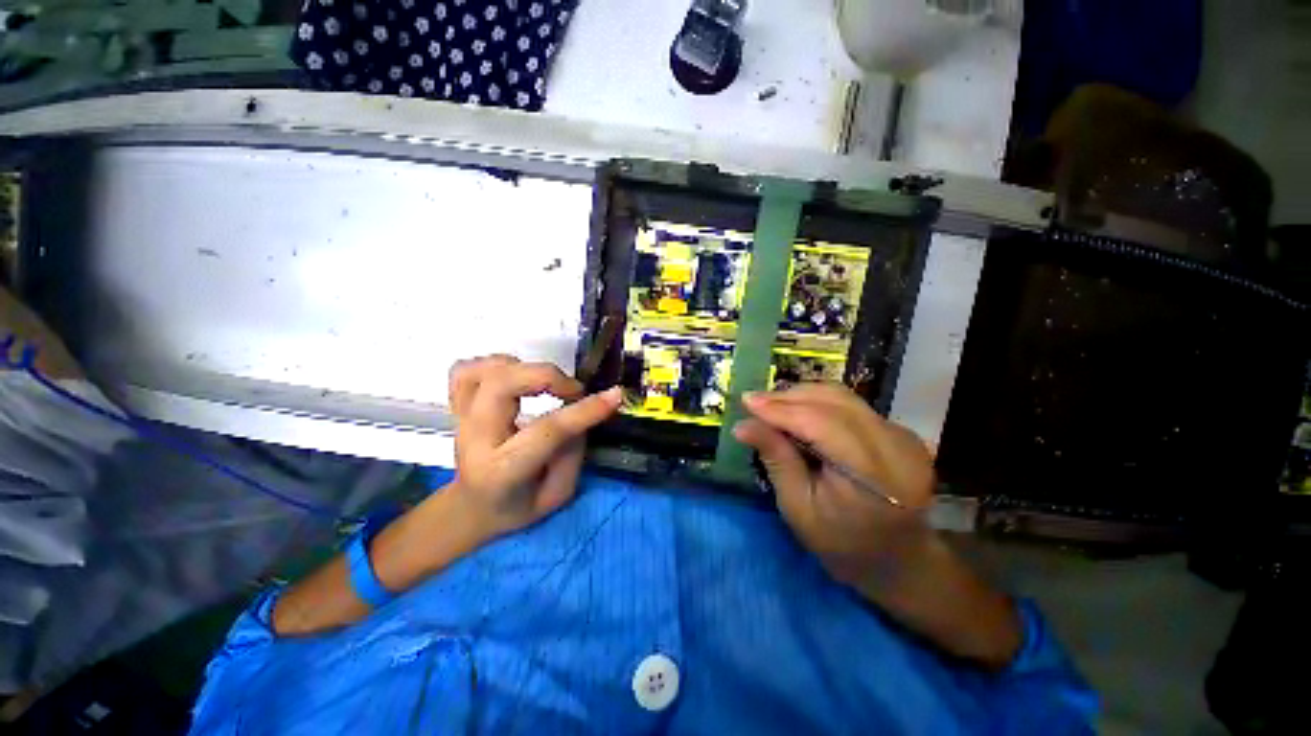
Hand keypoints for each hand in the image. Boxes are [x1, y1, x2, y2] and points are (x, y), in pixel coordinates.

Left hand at [448, 355, 620, 537]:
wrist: (471, 508)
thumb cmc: (518, 505)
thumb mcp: (557, 494)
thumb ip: (573, 453)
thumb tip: (581, 411)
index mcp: (503, 470)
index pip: (546, 431)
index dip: (584, 410)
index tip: (614, 395)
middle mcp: (475, 439)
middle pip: (502, 386)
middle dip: (547, 376)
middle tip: (573, 391)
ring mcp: (461, 418)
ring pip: (483, 371)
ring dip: (522, 367)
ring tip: (545, 384)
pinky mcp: (458, 406)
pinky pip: (465, 370)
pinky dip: (494, 364)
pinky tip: (515, 376)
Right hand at [733, 384, 936, 586]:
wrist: (898, 560)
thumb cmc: (842, 543)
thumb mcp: (799, 508)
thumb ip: (776, 459)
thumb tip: (743, 425)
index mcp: (874, 474)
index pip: (822, 423)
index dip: (781, 409)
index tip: (746, 402)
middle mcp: (895, 445)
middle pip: (833, 402)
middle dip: (787, 398)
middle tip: (754, 403)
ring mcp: (902, 434)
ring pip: (842, 396)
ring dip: (801, 396)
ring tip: (771, 406)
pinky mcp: (898, 430)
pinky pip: (850, 404)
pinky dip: (817, 403)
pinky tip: (796, 413)